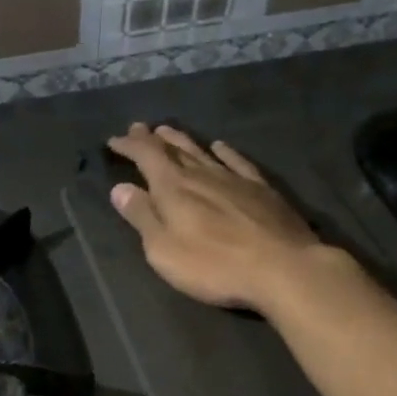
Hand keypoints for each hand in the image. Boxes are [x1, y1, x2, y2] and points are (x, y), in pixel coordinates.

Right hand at [106, 123, 338, 315]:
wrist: (282, 267)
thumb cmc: (214, 265)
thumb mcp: (164, 250)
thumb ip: (142, 217)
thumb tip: (120, 189)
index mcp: (173, 187)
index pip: (146, 156)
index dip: (129, 145)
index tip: (114, 140)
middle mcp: (201, 174)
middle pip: (173, 148)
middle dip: (153, 138)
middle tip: (139, 128)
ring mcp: (234, 178)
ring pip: (202, 150)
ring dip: (182, 140)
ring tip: (168, 130)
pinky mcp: (261, 188)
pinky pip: (237, 161)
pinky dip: (224, 151)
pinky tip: (220, 146)